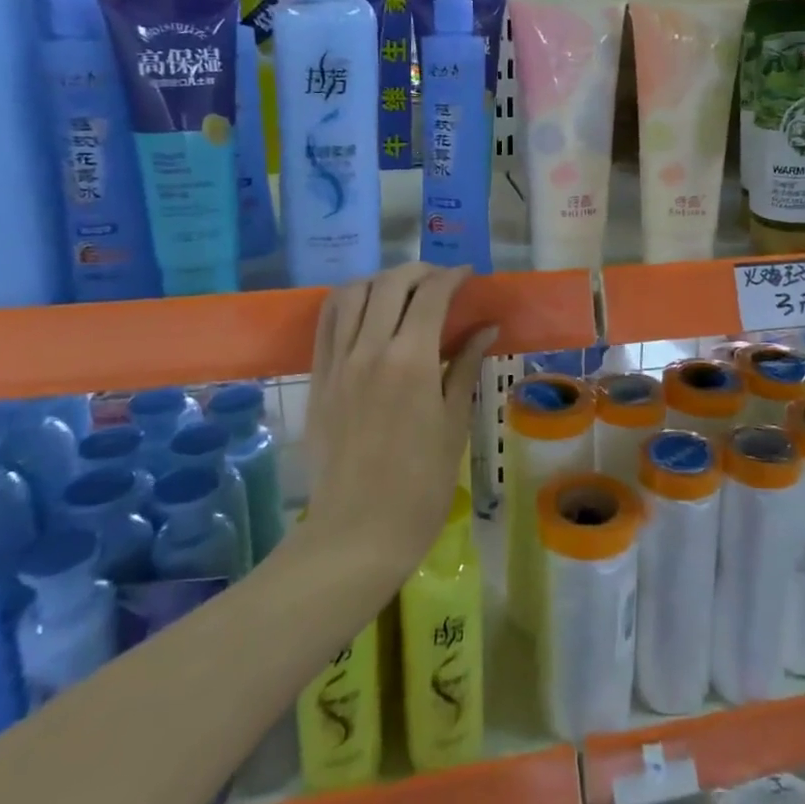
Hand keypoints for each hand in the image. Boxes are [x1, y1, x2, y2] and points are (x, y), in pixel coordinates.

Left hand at [302, 262, 494, 571]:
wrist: (358, 532)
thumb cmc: (421, 484)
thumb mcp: (454, 423)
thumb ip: (466, 366)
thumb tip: (486, 327)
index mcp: (410, 361)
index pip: (431, 295)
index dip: (452, 277)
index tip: (467, 276)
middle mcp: (369, 350)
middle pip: (390, 284)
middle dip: (419, 271)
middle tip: (440, 280)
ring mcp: (338, 362)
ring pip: (352, 294)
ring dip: (380, 280)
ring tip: (402, 290)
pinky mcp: (318, 378)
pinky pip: (327, 322)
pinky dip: (347, 301)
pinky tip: (364, 309)